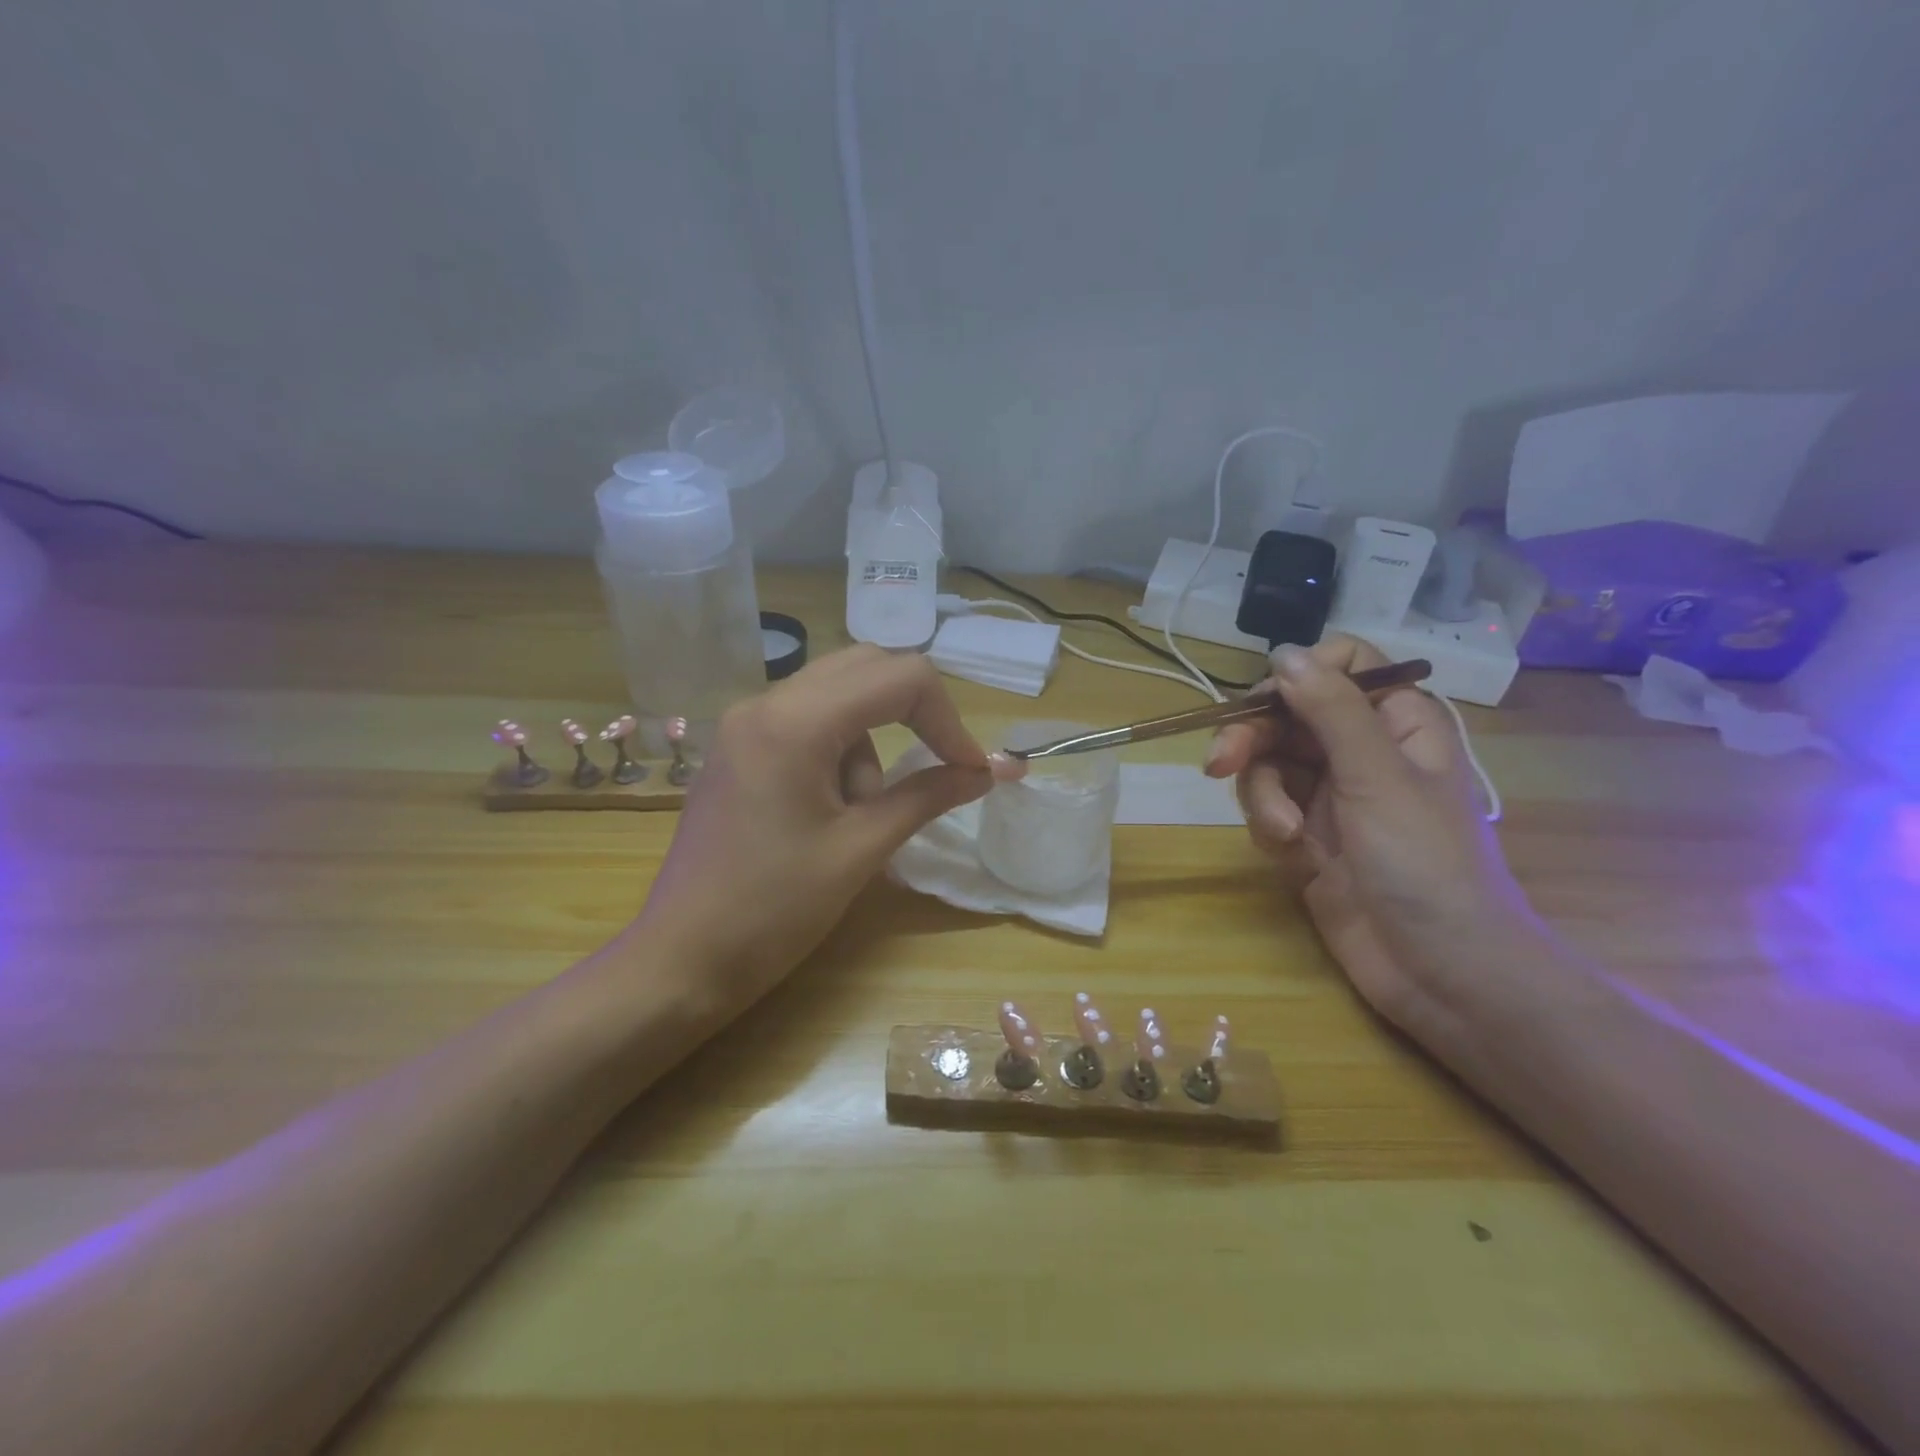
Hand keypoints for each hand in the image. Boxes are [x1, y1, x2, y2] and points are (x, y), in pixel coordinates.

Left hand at [635, 647, 1000, 1005]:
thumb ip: (928, 796)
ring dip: (868, 747)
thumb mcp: (861, 849)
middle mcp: (766, 703)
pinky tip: (825, 813)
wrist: (681, 961)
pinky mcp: (739, 747)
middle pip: (867, 669)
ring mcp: (745, 723)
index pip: (900, 677)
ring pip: (839, 698)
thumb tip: (990, 772)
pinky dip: (838, 753)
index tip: (969, 770)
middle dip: (912, 716)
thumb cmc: (773, 910)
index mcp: (795, 721)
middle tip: (933, 771)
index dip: (948, 719)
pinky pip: (808, 723)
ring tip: (854, 819)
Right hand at [1203, 635, 1528, 1035]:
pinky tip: (1291, 857)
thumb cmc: (1425, 863)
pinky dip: (1268, 827)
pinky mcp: (1307, 837)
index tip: (1266, 703)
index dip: (1299, 676)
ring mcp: (1332, 796)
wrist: (1440, 971)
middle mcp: (1361, 751)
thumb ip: (1330, 710)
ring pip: (1268, 764)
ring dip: (1262, 796)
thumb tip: (1284, 652)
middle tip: (1219, 765)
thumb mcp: (1377, 776)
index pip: (1343, 665)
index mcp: (1396, 723)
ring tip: (1283, 836)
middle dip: (1252, 740)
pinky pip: (1267, 808)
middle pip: (1287, 715)